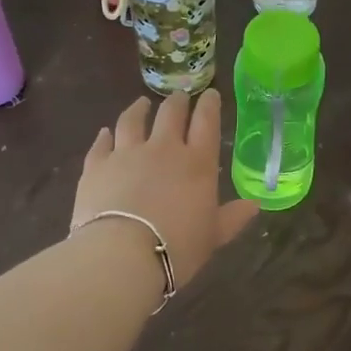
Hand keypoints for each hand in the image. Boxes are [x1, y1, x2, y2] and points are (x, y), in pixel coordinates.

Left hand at [73, 90, 260, 286]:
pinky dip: (104, 136)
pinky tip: (105, 133)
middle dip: (177, 102)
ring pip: (132, 120)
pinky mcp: (96, 166)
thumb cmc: (178, 247)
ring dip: (138, 109)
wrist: (122, 255)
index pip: (206, 122)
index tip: (210, 95)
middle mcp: (163, 149)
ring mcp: (126, 154)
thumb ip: (233, 217)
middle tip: (179, 96)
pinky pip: (101, 144)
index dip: (209, 105)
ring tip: (141, 103)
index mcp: (196, 162)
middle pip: (170, 114)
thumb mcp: (214, 236)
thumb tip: (254, 205)